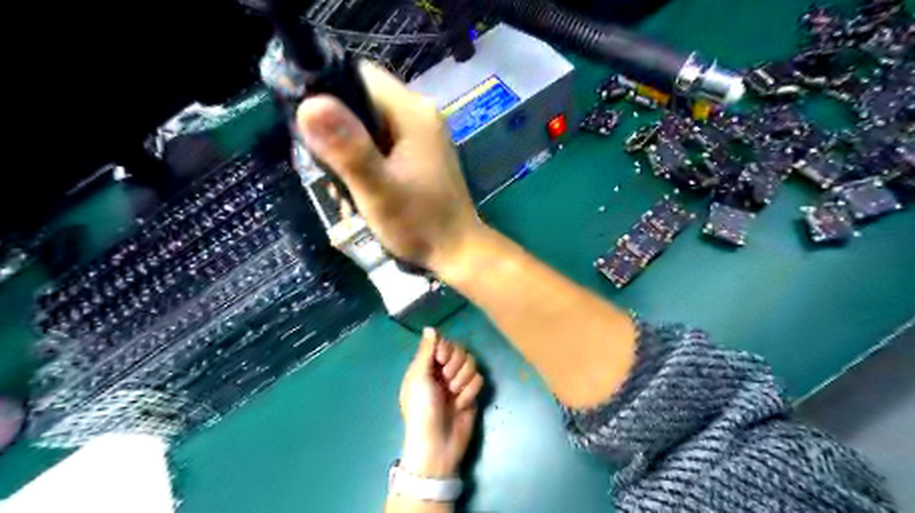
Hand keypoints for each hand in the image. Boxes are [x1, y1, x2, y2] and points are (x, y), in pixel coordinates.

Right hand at [299, 62, 484, 273]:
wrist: (458, 252)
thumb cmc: (420, 224)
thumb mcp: (378, 189)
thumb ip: (347, 149)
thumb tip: (309, 103)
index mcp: (413, 112)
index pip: (360, 77)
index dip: (329, 95)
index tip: (312, 132)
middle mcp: (421, 115)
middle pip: (364, 103)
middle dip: (339, 133)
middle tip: (330, 171)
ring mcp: (424, 136)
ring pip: (371, 127)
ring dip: (351, 153)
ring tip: (346, 188)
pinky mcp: (422, 155)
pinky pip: (385, 145)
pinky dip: (368, 163)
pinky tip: (363, 190)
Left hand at [401, 329, 484, 476]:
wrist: (438, 443)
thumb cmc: (422, 409)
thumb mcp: (419, 378)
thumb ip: (426, 351)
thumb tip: (430, 327)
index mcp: (427, 366)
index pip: (443, 343)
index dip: (446, 348)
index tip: (441, 359)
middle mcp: (443, 371)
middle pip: (460, 351)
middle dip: (455, 366)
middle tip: (446, 381)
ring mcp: (458, 383)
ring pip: (471, 364)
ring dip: (463, 380)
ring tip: (454, 395)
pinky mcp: (471, 394)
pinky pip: (479, 380)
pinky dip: (470, 392)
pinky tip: (461, 405)